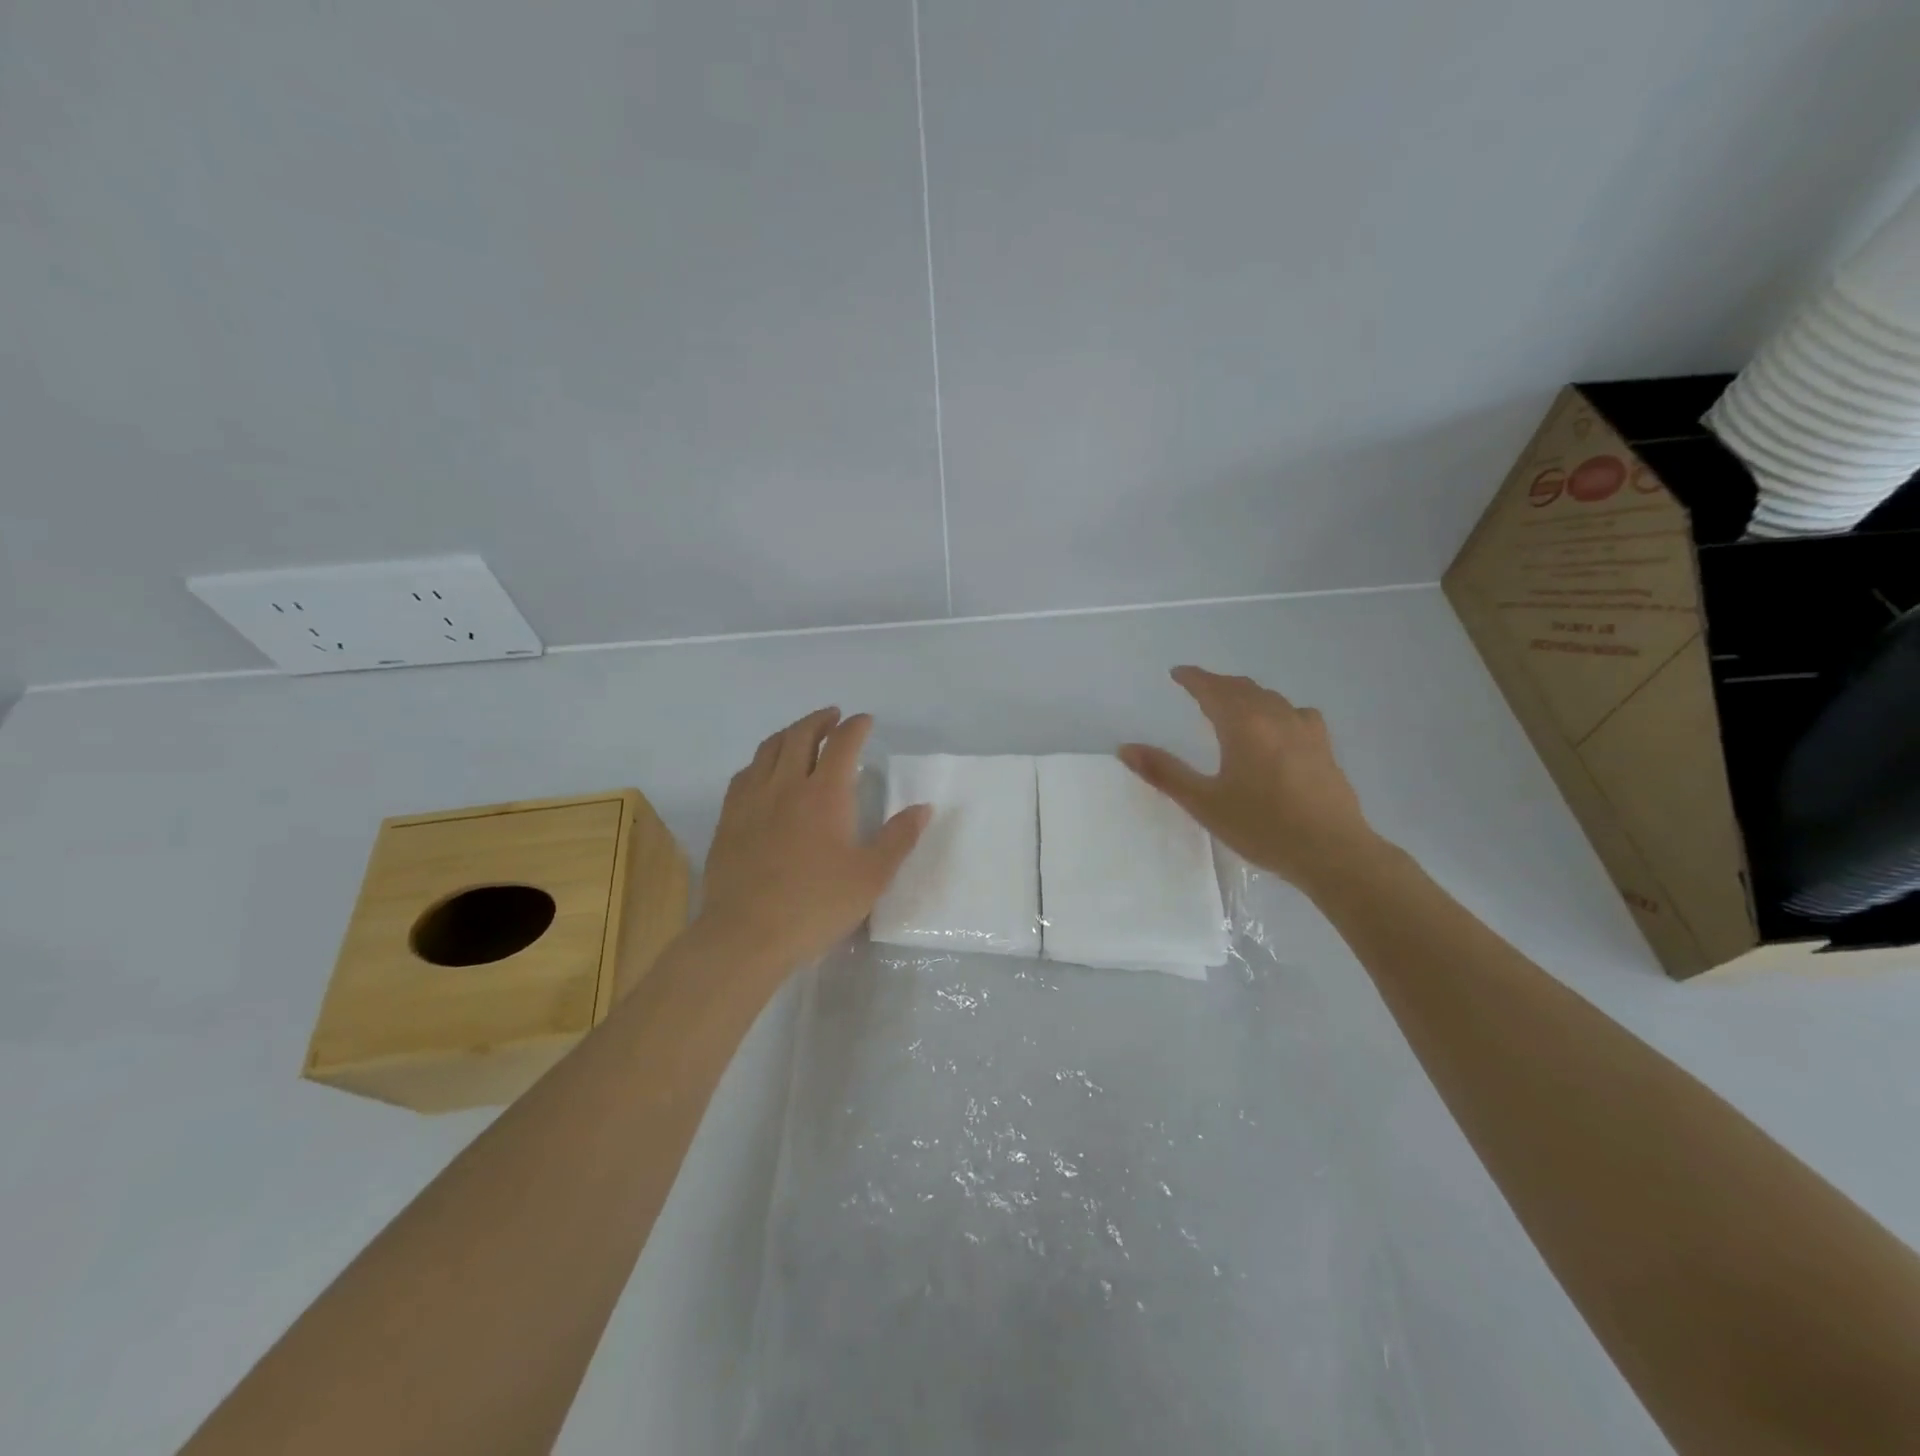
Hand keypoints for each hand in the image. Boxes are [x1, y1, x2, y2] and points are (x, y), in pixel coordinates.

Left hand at [697, 707, 930, 973]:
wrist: (746, 934)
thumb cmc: (816, 905)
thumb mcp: (871, 877)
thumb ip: (898, 838)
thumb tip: (923, 808)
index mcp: (825, 794)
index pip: (842, 744)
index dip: (855, 727)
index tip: (865, 721)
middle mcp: (786, 786)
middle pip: (800, 735)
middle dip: (820, 720)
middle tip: (833, 717)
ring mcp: (752, 800)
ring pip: (768, 749)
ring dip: (789, 734)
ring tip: (800, 735)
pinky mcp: (728, 820)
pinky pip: (744, 775)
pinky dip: (761, 761)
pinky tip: (764, 773)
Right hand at [1119, 666, 1381, 893]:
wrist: (1332, 851)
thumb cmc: (1263, 827)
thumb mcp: (1205, 803)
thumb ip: (1165, 773)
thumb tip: (1126, 748)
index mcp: (1243, 725)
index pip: (1213, 689)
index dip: (1193, 678)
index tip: (1177, 673)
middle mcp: (1274, 717)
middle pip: (1242, 688)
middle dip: (1217, 684)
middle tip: (1198, 687)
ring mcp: (1304, 730)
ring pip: (1270, 698)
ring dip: (1246, 694)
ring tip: (1233, 703)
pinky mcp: (1324, 747)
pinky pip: (1296, 713)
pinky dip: (1277, 710)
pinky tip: (1279, 726)